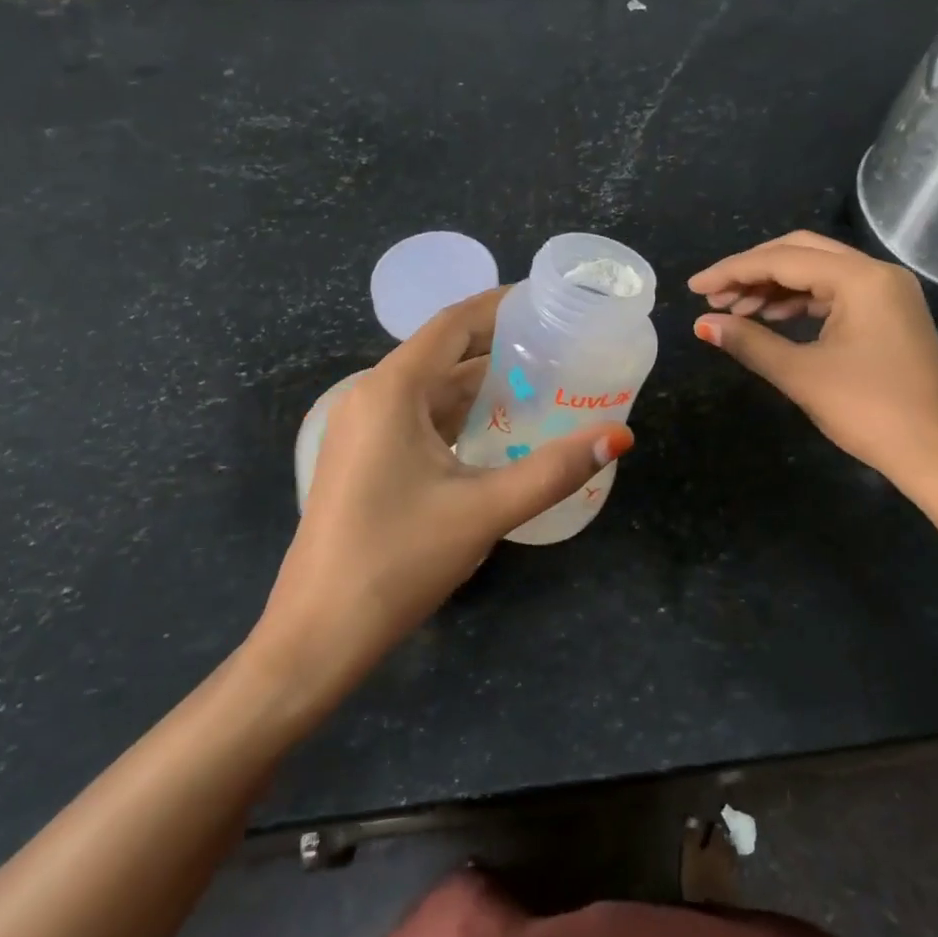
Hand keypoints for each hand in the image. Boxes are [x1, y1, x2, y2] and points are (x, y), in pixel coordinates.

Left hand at [254, 288, 631, 697]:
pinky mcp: (364, 460)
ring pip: (432, 390)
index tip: (548, 301)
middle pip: (444, 353)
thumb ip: (554, 470)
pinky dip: (461, 416)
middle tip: (560, 346)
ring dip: (482, 385)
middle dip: (500, 346)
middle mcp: (372, 397)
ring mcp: (363, 430)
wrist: (317, 635)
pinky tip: (500, 431)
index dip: (501, 305)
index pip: (453, 324)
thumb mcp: (484, 511)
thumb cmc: (397, 560)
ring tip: (543, 383)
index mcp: (392, 390)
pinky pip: (419, 419)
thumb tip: (620, 436)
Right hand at [689, 231, 937, 498]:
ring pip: (818, 273)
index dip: (732, 271)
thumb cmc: (872, 412)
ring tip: (735, 312)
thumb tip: (702, 325)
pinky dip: (800, 303)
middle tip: (713, 297)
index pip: (782, 260)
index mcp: (860, 278)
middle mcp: (877, 273)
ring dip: (775, 288)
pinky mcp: (891, 316)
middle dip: (753, 271)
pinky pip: (836, 294)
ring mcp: (888, 293)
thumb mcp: (803, 375)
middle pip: (801, 253)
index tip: (694, 287)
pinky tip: (773, 320)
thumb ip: (749, 343)